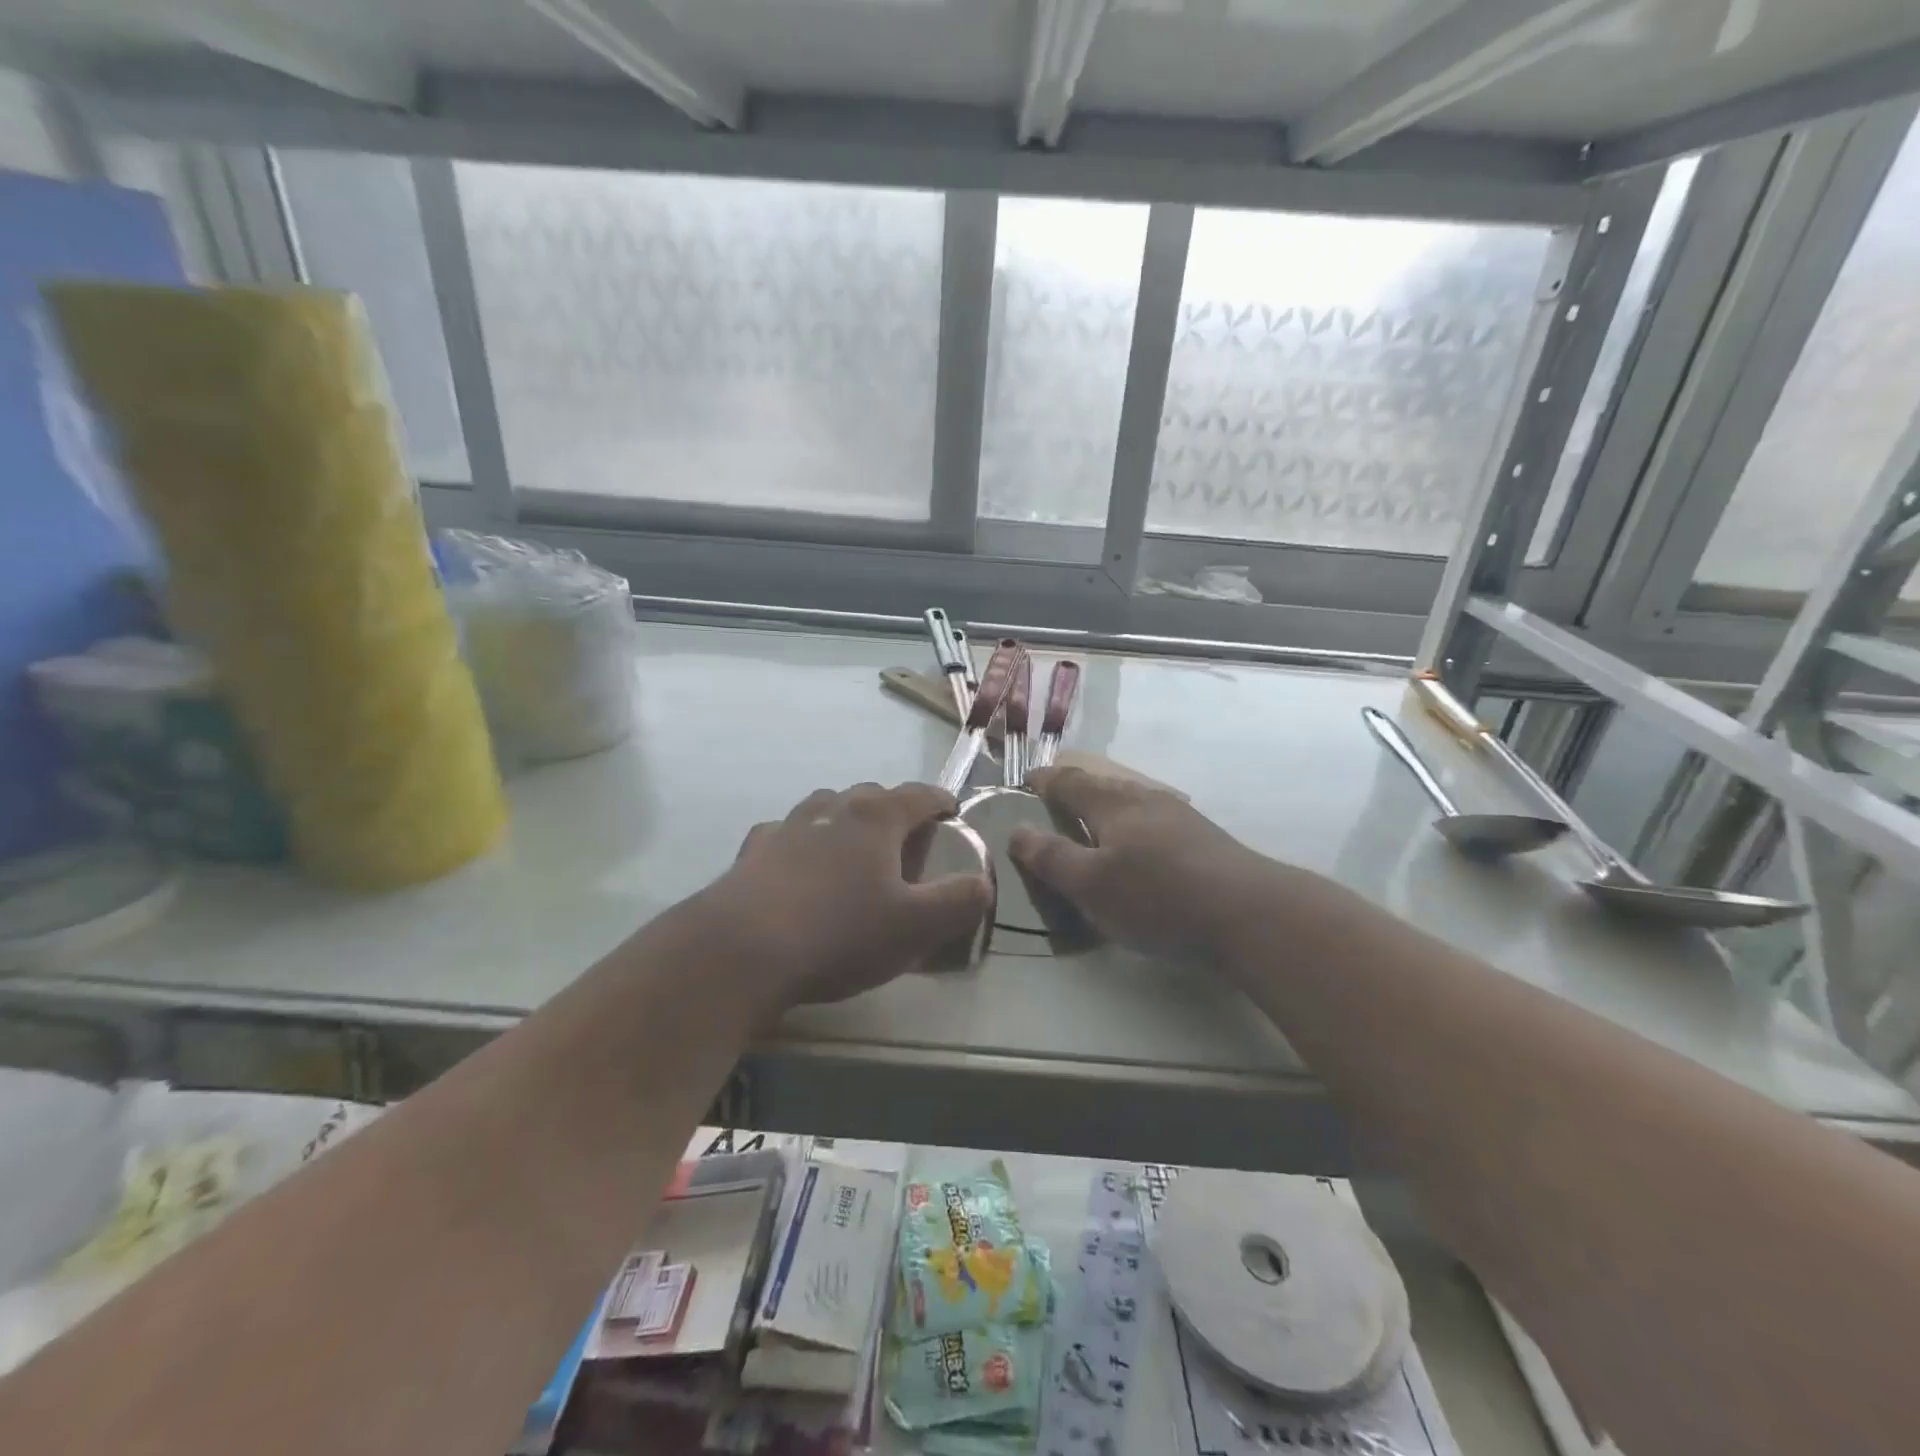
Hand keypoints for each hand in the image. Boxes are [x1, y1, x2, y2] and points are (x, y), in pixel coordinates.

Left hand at [703, 782, 992, 1012]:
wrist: (741, 950)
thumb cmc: (839, 933)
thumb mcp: (916, 927)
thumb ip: (959, 901)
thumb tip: (984, 883)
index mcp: (876, 817)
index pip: (920, 794)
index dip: (942, 802)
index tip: (953, 814)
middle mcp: (832, 808)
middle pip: (872, 795)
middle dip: (895, 811)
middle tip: (906, 844)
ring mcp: (788, 825)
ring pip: (827, 807)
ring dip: (847, 821)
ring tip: (855, 852)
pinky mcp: (753, 851)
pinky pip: (787, 834)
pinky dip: (803, 842)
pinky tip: (799, 869)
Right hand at [1009, 766, 1276, 962]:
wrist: (1248, 913)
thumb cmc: (1157, 898)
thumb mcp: (1092, 885)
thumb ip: (1051, 858)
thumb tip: (1016, 830)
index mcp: (1113, 805)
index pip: (1070, 783)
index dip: (1046, 780)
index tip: (1028, 778)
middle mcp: (1145, 800)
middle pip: (1103, 785)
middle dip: (1077, 789)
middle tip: (1056, 798)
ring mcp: (1179, 816)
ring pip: (1133, 800)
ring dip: (1107, 804)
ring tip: (1095, 819)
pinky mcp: (1203, 838)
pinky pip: (1154, 818)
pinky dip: (1134, 822)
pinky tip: (1143, 842)